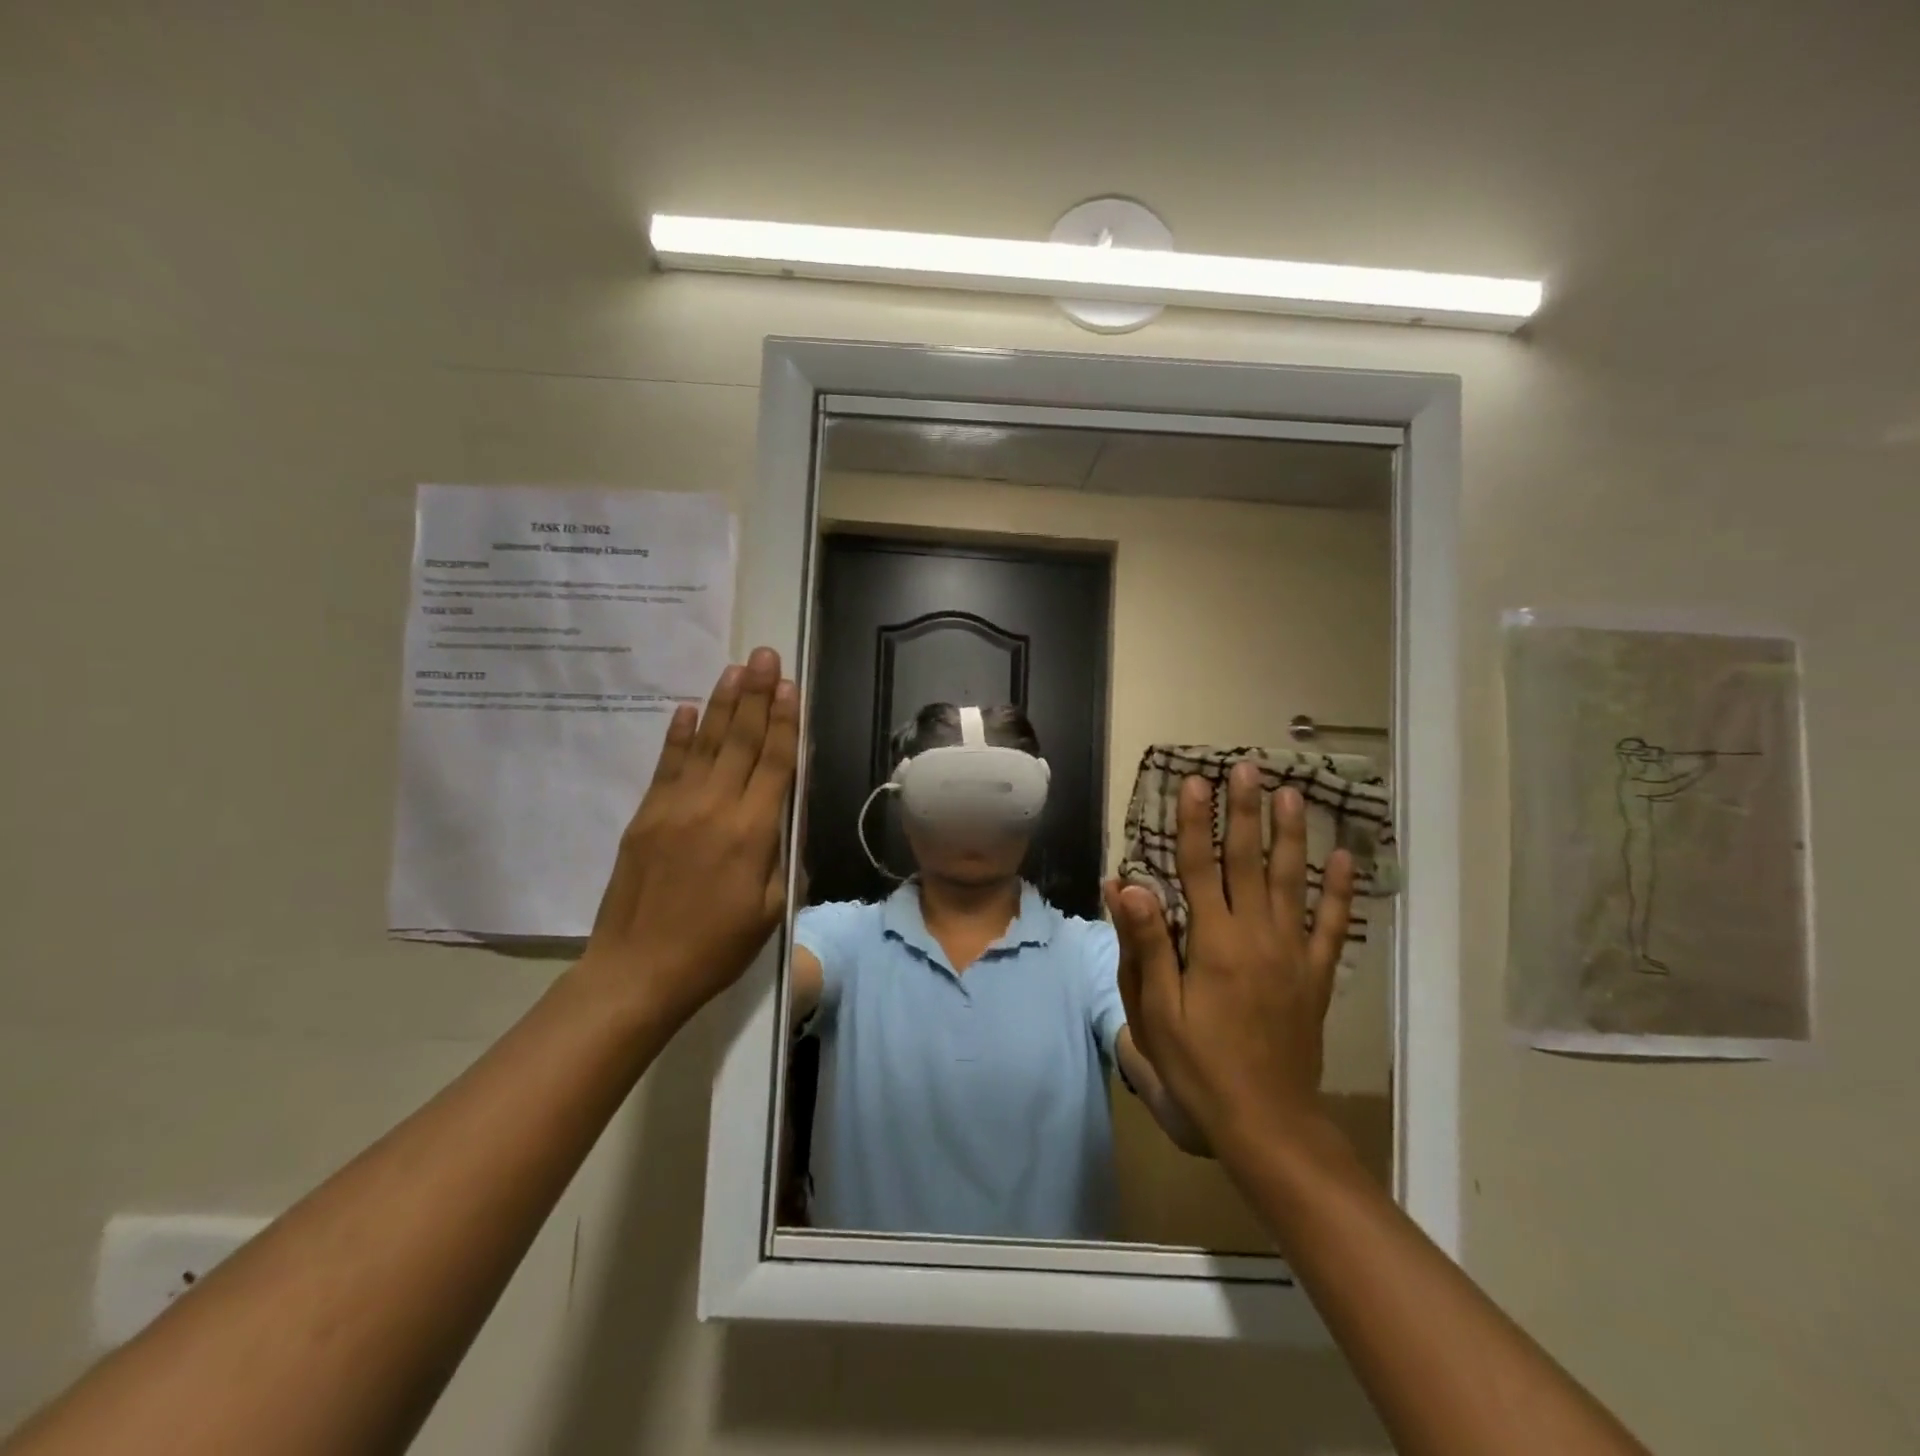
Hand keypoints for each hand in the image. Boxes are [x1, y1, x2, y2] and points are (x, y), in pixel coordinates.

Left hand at [583, 646, 798, 1030]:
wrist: (637, 971)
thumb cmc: (716, 947)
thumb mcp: (771, 910)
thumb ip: (782, 858)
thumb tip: (785, 817)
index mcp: (753, 832)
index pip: (774, 762)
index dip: (784, 721)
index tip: (789, 685)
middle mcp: (715, 808)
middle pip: (740, 741)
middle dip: (756, 695)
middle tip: (764, 655)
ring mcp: (674, 807)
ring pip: (704, 744)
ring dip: (722, 703)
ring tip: (735, 668)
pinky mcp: (645, 816)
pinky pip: (666, 766)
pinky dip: (677, 735)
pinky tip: (687, 709)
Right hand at [1102, 764, 1354, 1163]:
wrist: (1267, 1121)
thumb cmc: (1199, 1065)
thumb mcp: (1158, 1010)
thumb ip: (1146, 943)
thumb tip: (1127, 885)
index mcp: (1213, 942)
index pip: (1199, 866)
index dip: (1194, 821)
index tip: (1194, 781)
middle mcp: (1256, 935)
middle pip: (1249, 861)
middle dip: (1245, 811)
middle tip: (1247, 768)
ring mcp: (1292, 954)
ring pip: (1293, 881)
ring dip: (1292, 835)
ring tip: (1293, 794)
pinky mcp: (1315, 976)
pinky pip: (1331, 925)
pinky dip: (1340, 890)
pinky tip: (1346, 858)